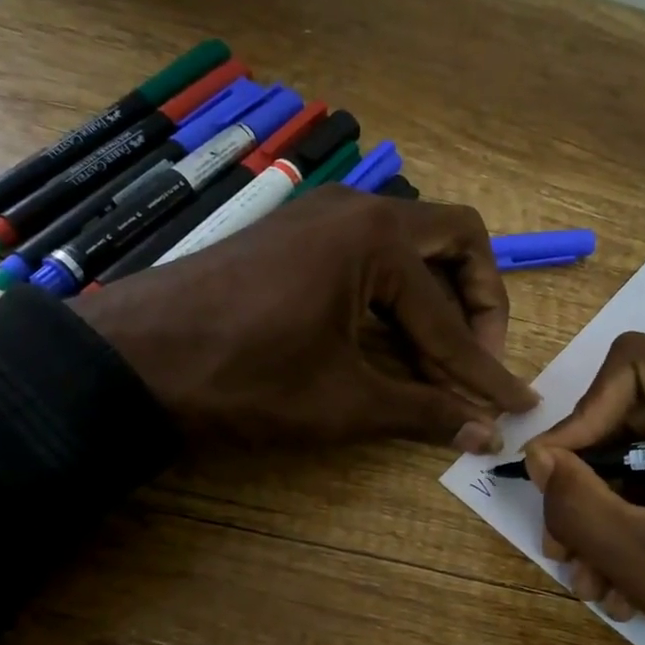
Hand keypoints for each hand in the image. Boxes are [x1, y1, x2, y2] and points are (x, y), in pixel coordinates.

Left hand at [74, 187, 538, 451]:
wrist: (130, 361)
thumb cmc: (244, 379)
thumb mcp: (343, 402)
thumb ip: (423, 412)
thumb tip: (486, 435)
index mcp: (376, 240)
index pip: (451, 317)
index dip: (486, 370)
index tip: (514, 406)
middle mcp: (355, 209)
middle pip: (451, 241)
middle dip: (477, 304)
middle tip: (477, 361)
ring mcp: (319, 217)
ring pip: (408, 248)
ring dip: (434, 303)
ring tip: (437, 364)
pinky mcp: (293, 237)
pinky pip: (367, 257)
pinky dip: (392, 299)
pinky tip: (388, 344)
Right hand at [524, 333, 644, 644]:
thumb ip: (586, 512)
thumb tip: (535, 457)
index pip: (638, 367)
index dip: (583, 420)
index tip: (550, 483)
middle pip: (631, 411)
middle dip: (589, 484)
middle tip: (561, 546)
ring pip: (637, 446)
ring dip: (604, 513)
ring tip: (591, 580)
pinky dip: (631, 521)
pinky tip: (619, 578)